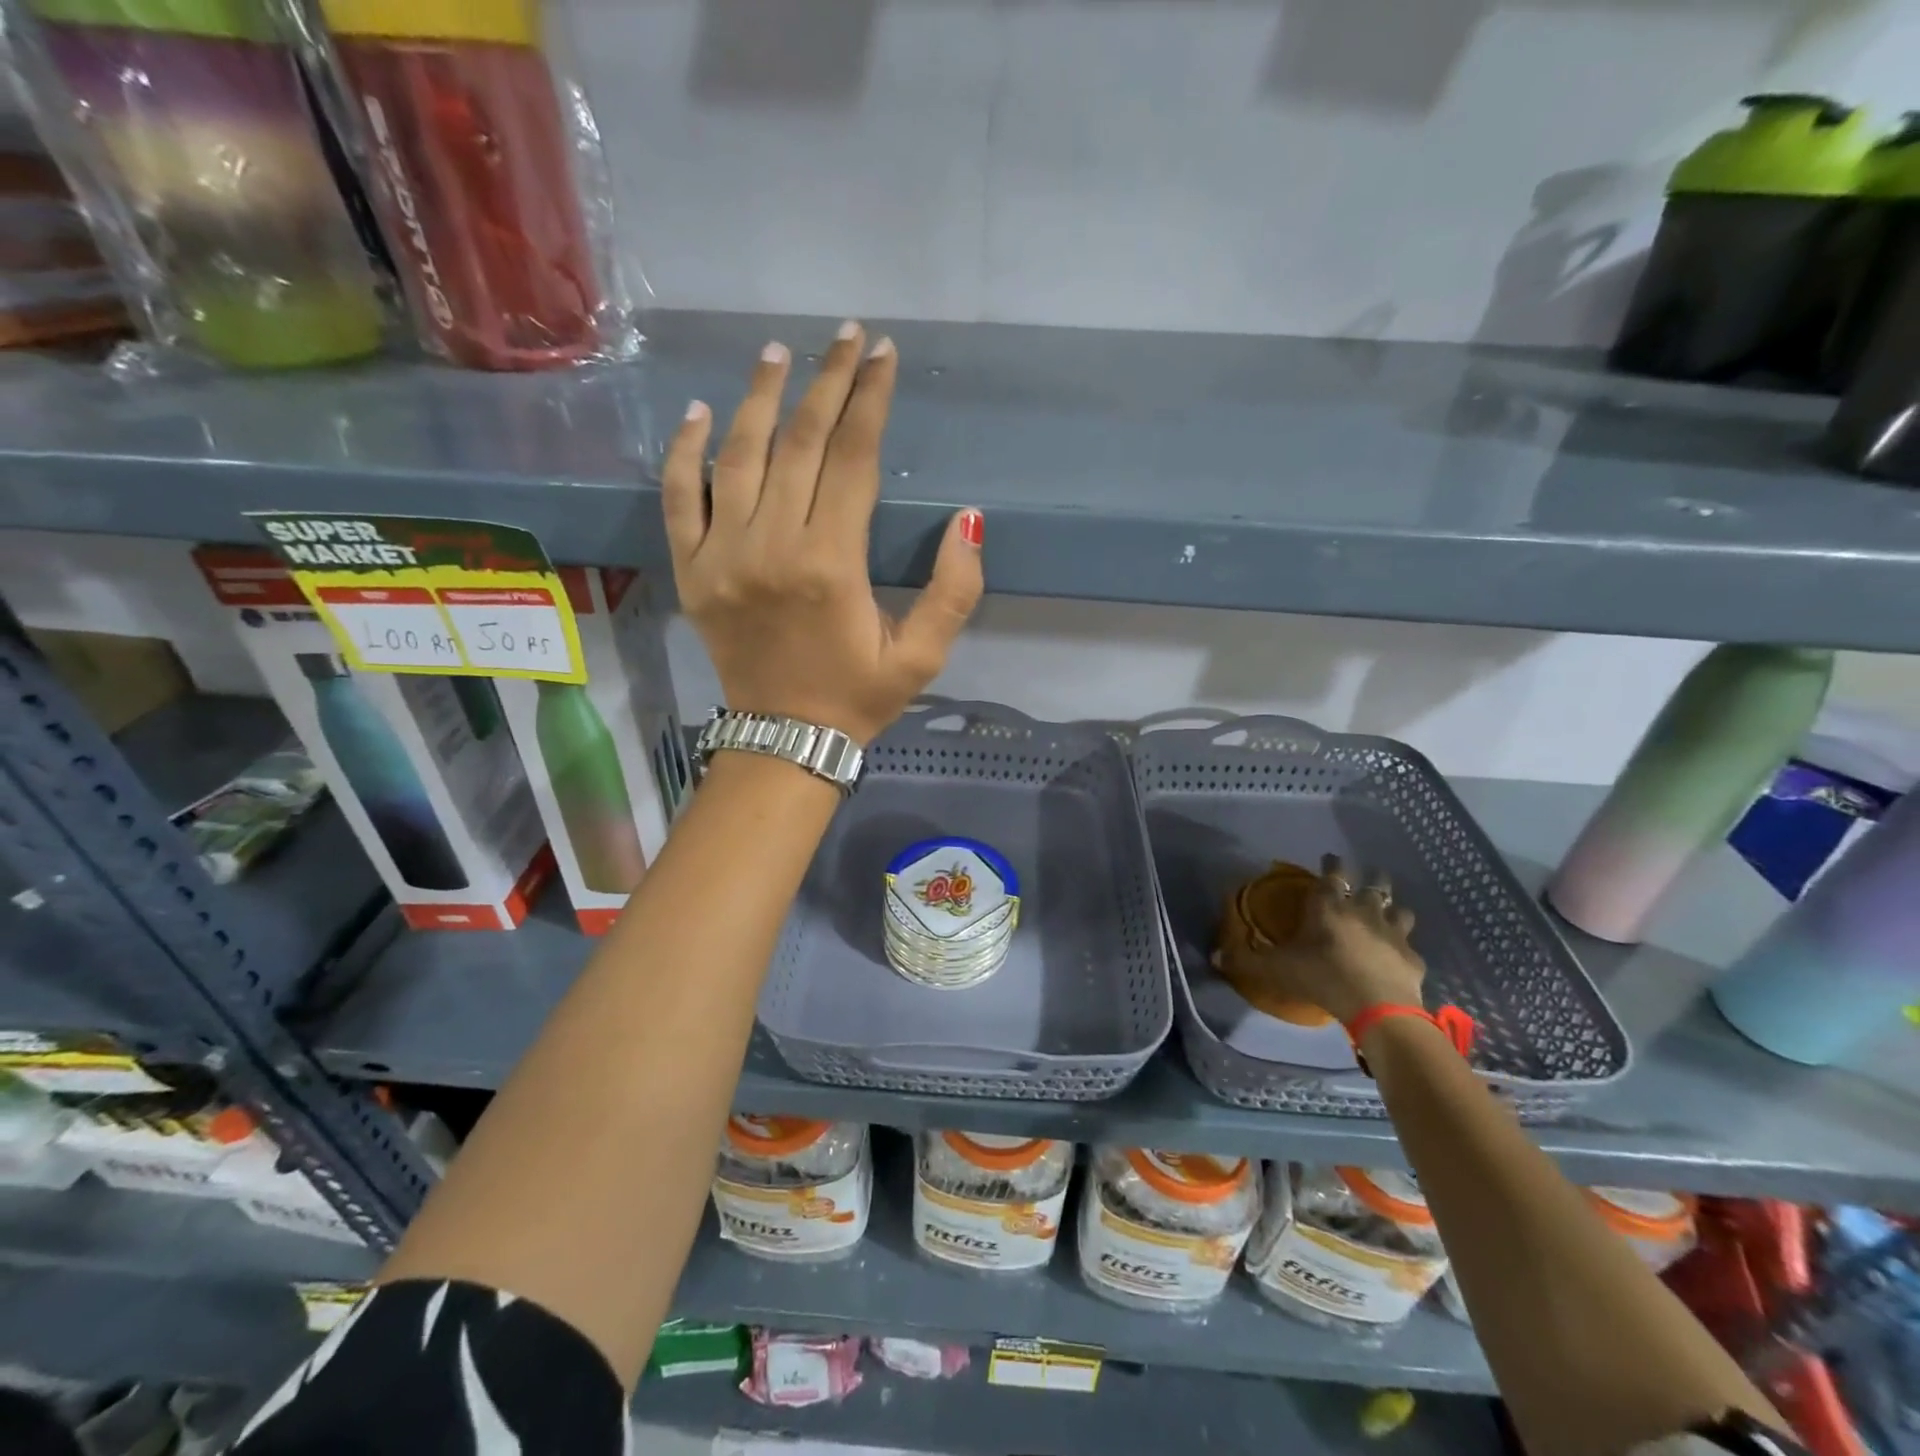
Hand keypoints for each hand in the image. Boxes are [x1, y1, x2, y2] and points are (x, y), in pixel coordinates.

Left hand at [663, 323, 983, 745]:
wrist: (785, 740)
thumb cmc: (858, 697)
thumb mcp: (922, 657)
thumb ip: (954, 591)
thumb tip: (968, 518)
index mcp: (830, 564)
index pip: (851, 459)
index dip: (869, 401)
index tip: (882, 355)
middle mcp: (771, 546)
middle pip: (799, 443)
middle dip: (826, 382)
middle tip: (845, 337)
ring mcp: (721, 556)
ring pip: (738, 456)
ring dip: (761, 399)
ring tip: (781, 353)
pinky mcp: (691, 571)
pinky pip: (677, 498)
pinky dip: (683, 452)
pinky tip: (699, 413)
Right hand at [1236, 854, 1425, 1024]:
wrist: (1376, 1006)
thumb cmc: (1320, 976)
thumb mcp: (1274, 969)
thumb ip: (1245, 960)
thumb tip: (1213, 956)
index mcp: (1329, 906)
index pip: (1332, 873)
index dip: (1332, 863)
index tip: (1330, 857)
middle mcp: (1363, 911)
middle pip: (1374, 884)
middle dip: (1371, 877)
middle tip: (1367, 878)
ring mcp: (1393, 933)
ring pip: (1400, 910)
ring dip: (1394, 909)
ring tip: (1389, 912)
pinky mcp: (1412, 958)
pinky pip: (1410, 948)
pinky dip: (1404, 950)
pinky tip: (1399, 958)